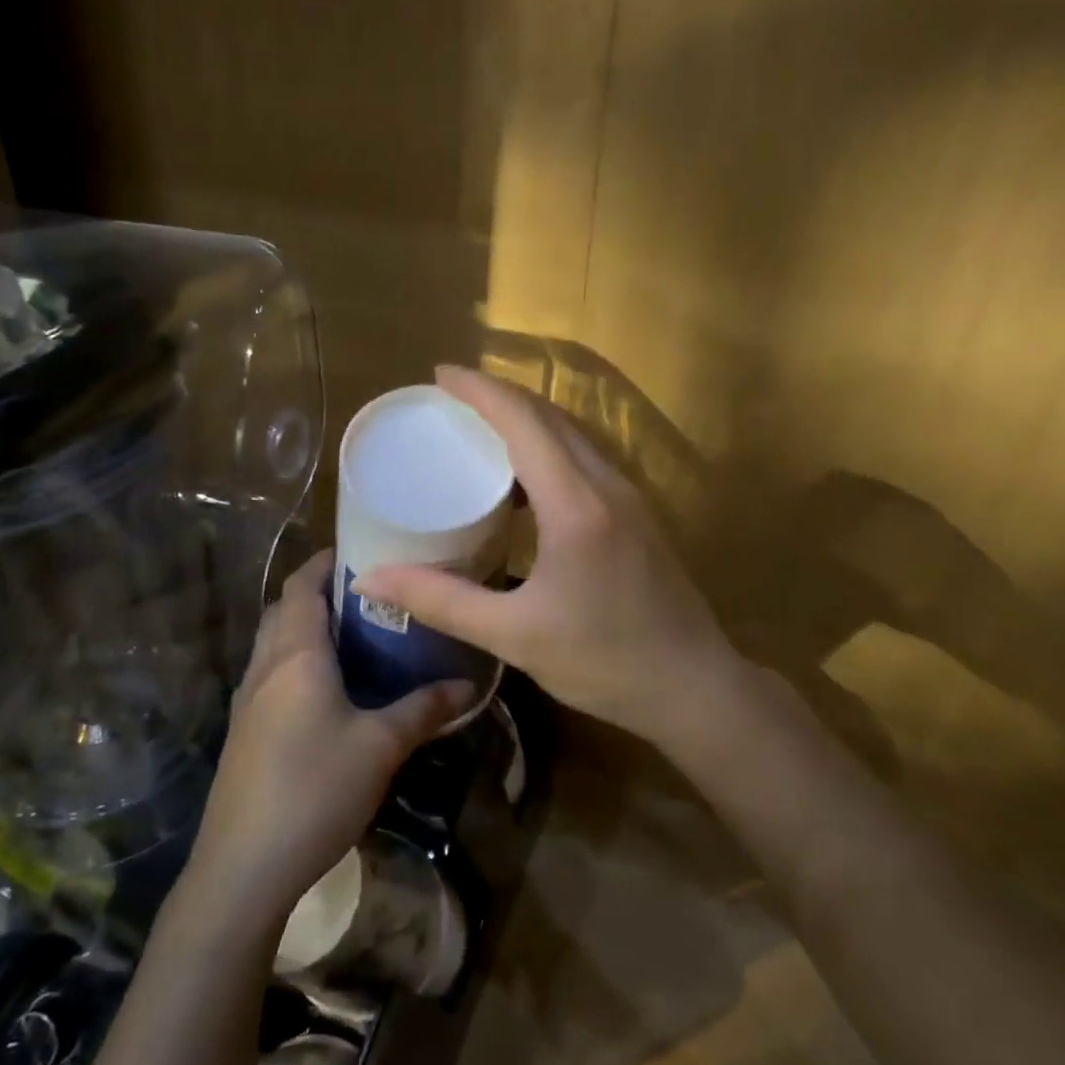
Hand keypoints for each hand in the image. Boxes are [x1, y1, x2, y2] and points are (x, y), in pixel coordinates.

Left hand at [186, 551, 475, 922]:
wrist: (242, 868)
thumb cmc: (314, 789)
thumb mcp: (381, 746)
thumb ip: (424, 709)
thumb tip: (468, 684)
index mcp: (296, 654)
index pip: (302, 584)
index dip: (325, 561)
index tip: (361, 552)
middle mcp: (265, 666)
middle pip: (285, 609)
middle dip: (319, 593)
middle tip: (368, 595)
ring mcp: (247, 700)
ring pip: (274, 642)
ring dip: (306, 628)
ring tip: (355, 636)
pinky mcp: (243, 731)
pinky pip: (270, 675)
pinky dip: (296, 662)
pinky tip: (328, 692)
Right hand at [356, 365, 740, 750]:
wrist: (694, 688)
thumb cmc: (604, 662)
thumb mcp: (513, 635)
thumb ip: (440, 601)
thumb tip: (370, 579)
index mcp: (576, 504)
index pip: (524, 422)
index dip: (480, 391)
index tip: (439, 376)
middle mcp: (606, 485)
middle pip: (549, 417)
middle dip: (498, 397)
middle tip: (448, 401)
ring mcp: (628, 496)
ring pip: (571, 435)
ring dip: (525, 420)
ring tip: (477, 430)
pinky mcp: (636, 514)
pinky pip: (584, 460)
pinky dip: (547, 448)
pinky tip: (520, 482)